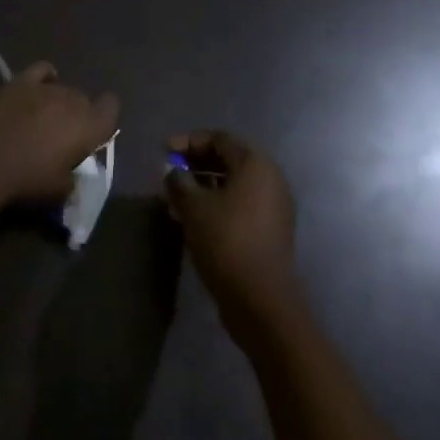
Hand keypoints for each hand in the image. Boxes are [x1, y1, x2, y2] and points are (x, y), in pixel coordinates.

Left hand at [0, 61, 120, 205]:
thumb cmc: (28, 180)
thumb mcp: (59, 192)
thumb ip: (74, 180)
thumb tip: (74, 175)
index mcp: (89, 125)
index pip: (111, 107)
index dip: (105, 117)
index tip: (95, 134)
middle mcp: (73, 99)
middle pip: (85, 100)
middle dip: (78, 115)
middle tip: (63, 138)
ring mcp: (47, 87)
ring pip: (64, 88)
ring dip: (59, 102)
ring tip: (43, 121)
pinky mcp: (22, 81)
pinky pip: (43, 70)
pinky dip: (45, 78)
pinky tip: (39, 90)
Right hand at [164, 130, 302, 345]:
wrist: (262, 300)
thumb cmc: (226, 242)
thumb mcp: (194, 208)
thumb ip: (179, 182)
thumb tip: (172, 171)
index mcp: (255, 163)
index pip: (219, 139)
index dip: (189, 142)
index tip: (164, 150)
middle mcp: (270, 176)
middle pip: (229, 159)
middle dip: (196, 163)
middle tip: (171, 172)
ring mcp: (274, 204)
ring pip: (235, 184)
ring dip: (205, 185)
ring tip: (177, 198)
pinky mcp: (273, 228)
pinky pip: (242, 204)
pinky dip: (219, 203)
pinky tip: (195, 218)